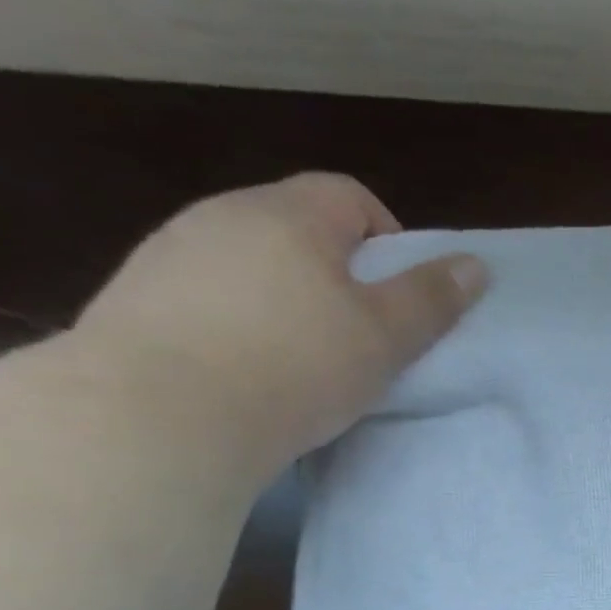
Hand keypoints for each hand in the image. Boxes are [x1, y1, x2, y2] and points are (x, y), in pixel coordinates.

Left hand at [71, 172, 488, 477]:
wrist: (159, 414)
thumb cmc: (295, 366)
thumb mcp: (385, 337)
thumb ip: (430, 298)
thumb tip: (474, 265)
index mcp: (289, 215)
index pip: (349, 195)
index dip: (388, 237)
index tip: (401, 294)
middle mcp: (223, 214)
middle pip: (299, 225)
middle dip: (339, 270)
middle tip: (362, 332)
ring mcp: (170, 251)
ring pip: (251, 259)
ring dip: (286, 294)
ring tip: (304, 356)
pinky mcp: (136, 295)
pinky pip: (209, 292)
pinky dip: (239, 318)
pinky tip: (249, 367)